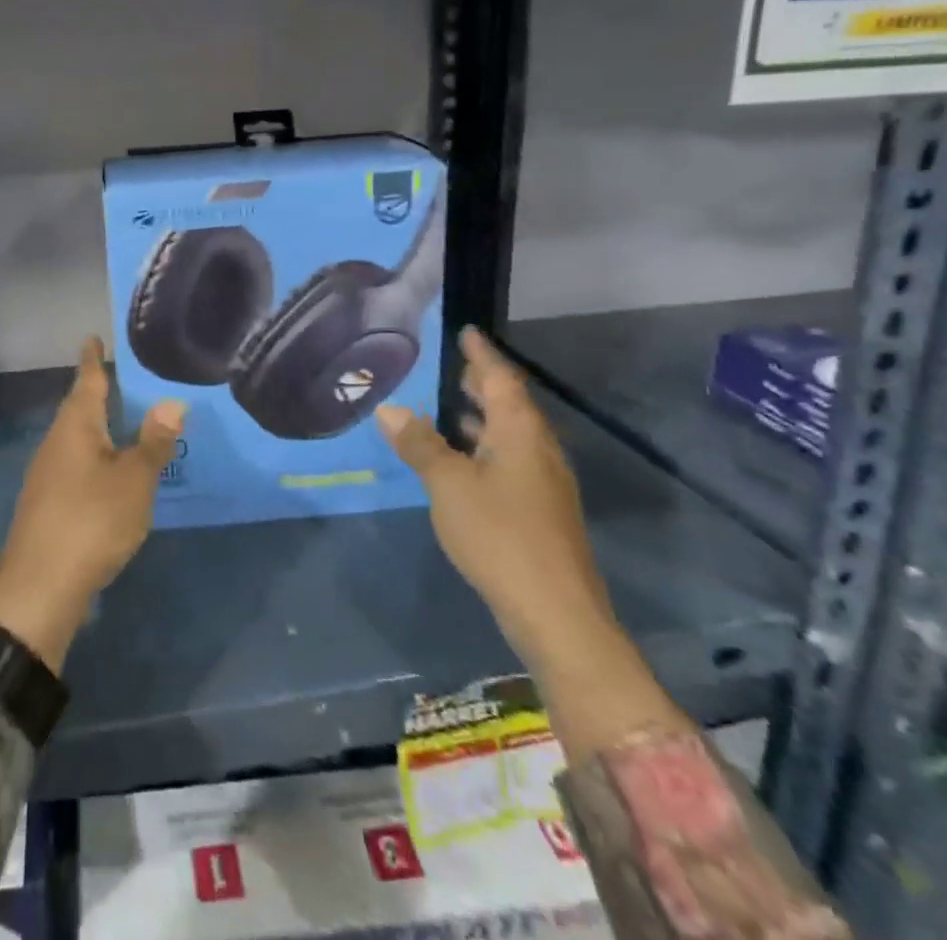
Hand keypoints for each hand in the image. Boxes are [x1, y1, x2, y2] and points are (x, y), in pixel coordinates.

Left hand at [0, 339, 185, 674]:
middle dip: (93, 390)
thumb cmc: (91, 522)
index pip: (86, 382)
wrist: (39, 588)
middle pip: (77, 408)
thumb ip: (154, 442)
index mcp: (76, 428)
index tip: (91, 337)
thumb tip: (172, 401)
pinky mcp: (45, 502)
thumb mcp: (134, 481)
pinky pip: (71, 462)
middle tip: (114, 373)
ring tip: (115, 416)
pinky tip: (103, 468)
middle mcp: (55, 443)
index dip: (92, 359)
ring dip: (92, 424)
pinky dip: (90, 453)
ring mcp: (45, 474)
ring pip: (73, 437)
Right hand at [374, 326, 608, 664]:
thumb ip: (420, 444)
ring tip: (449, 406)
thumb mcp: (448, 484)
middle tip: (453, 366)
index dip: (481, 355)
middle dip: (483, 384)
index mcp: (520, 433)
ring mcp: (543, 482)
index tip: (467, 332)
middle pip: (511, 404)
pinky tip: (461, 460)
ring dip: (482, 417)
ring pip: (511, 434)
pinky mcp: (540, 510)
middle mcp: (538, 449)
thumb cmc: (499, 534)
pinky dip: (484, 446)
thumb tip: (390, 409)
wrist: (556, 613)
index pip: (501, 379)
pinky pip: (509, 460)